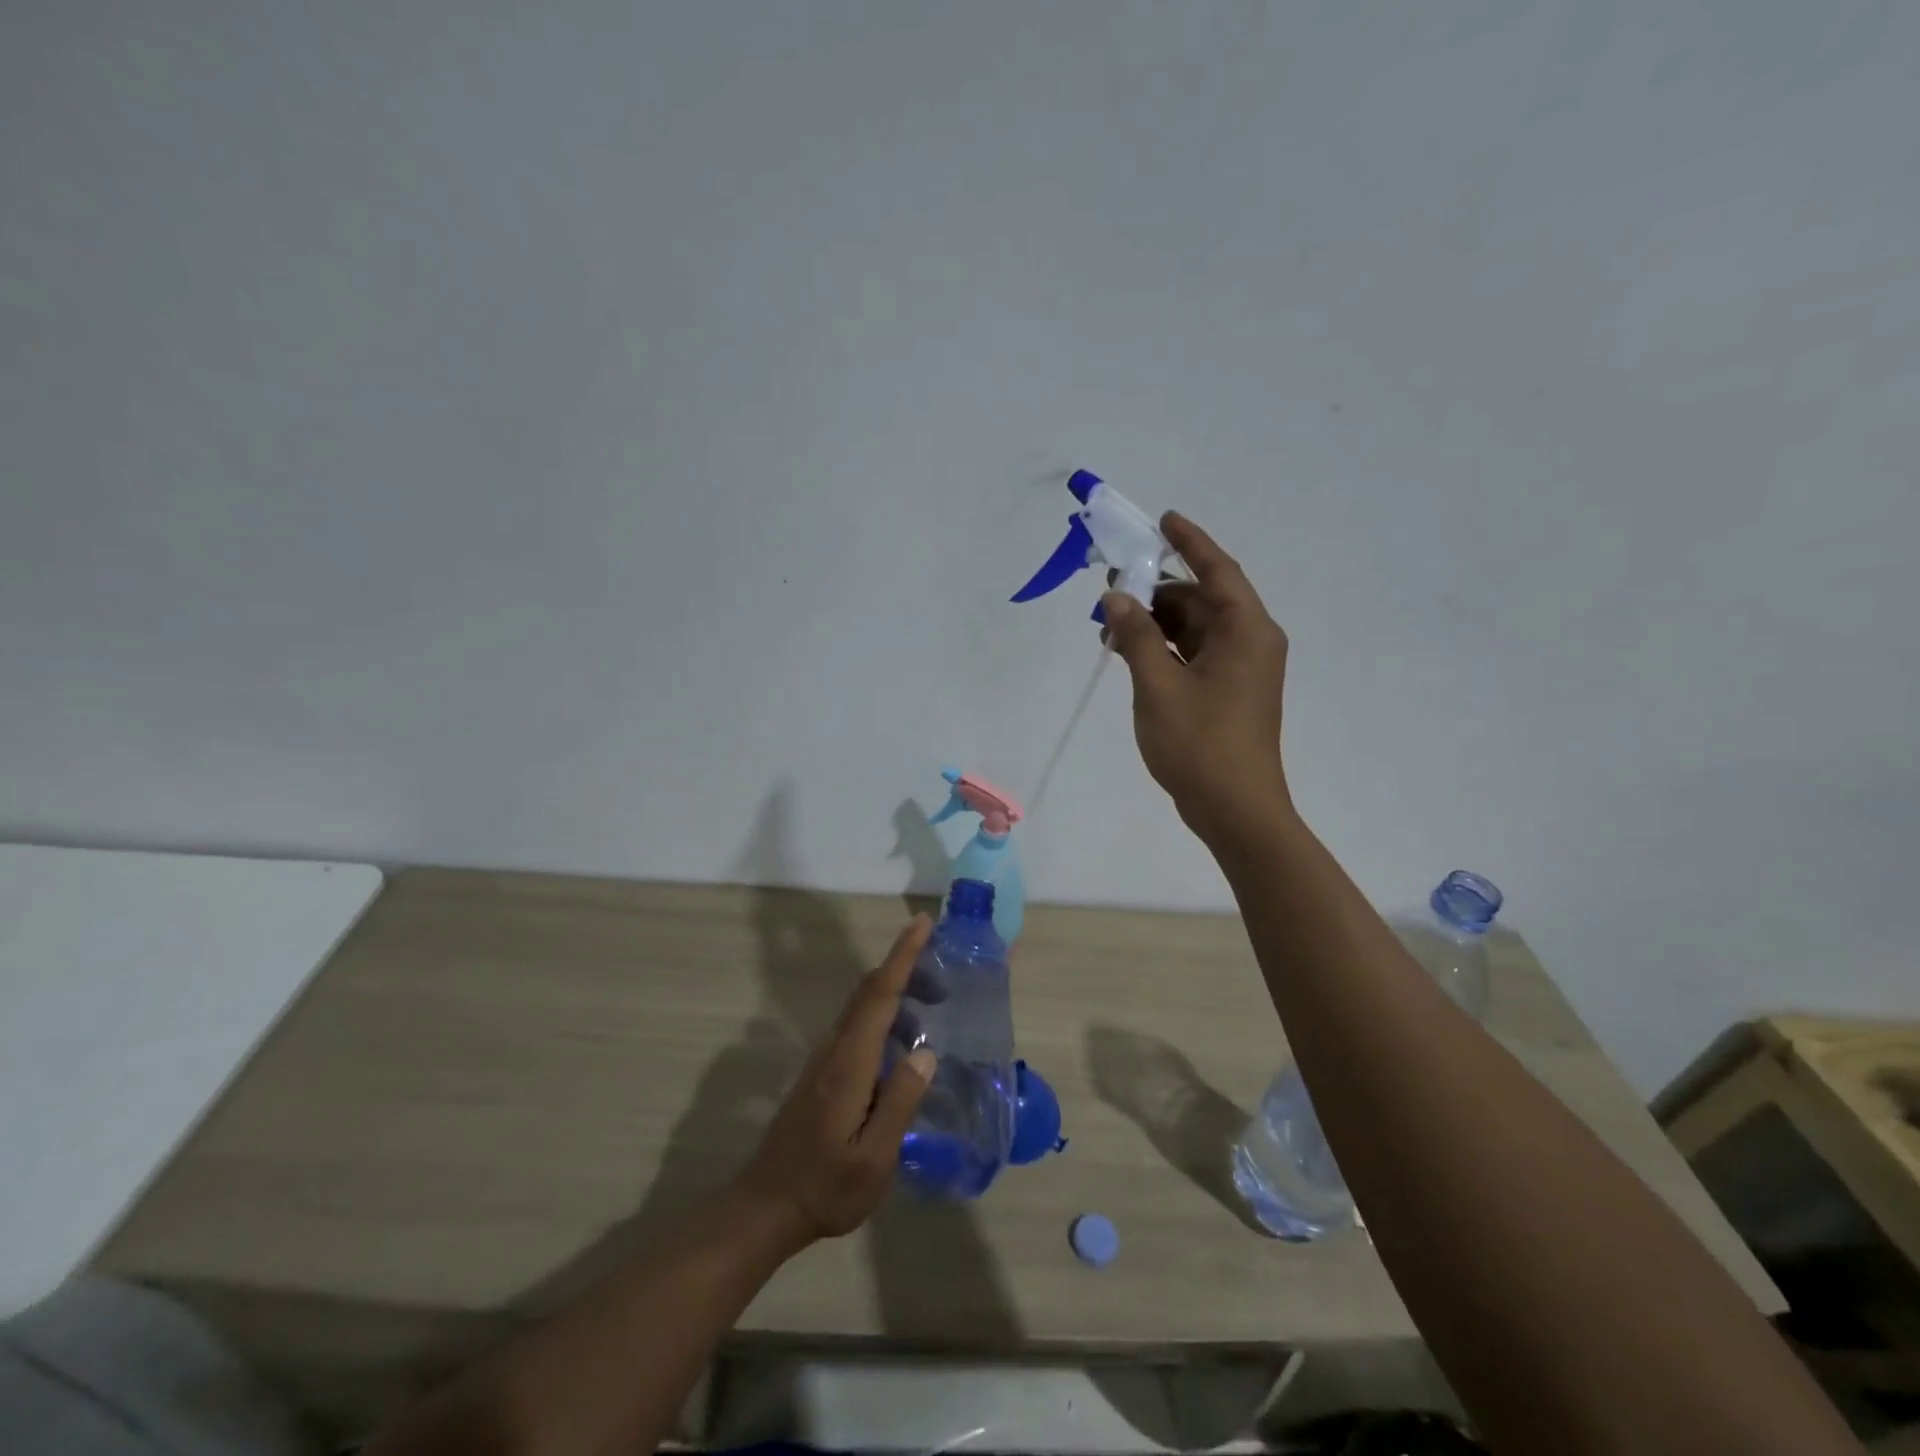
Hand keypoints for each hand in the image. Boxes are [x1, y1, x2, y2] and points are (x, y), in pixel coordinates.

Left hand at [736, 917, 938, 1241]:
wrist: (767, 1207)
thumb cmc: (825, 1187)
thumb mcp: (874, 1159)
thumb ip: (900, 1102)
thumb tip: (925, 1050)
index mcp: (850, 1063)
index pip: (880, 995)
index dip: (903, 956)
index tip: (922, 923)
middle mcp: (835, 1049)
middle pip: (870, 991)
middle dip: (905, 970)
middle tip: (943, 981)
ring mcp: (825, 1059)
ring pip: (862, 1007)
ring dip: (896, 996)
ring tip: (931, 1012)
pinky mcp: (822, 1072)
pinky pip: (857, 1026)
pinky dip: (884, 1016)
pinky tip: (902, 1044)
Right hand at [1102, 512, 1291, 843]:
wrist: (1235, 810)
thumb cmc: (1200, 744)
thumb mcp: (1158, 685)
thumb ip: (1136, 636)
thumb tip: (1117, 597)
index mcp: (1246, 631)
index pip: (1218, 571)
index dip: (1190, 542)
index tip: (1163, 520)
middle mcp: (1249, 642)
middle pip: (1201, 600)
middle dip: (1157, 591)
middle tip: (1111, 585)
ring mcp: (1240, 670)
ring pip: (1194, 629)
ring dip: (1155, 623)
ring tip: (1110, 625)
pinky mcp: (1227, 693)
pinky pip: (1193, 654)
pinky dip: (1164, 648)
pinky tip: (1129, 652)